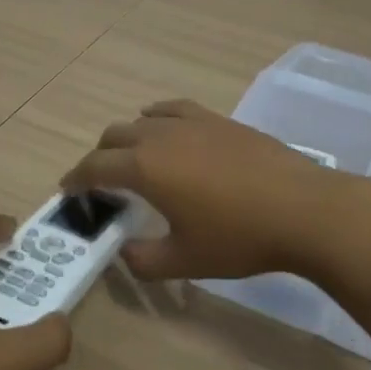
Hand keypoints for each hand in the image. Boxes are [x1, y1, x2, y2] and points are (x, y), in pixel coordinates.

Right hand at [60, 99, 370, 284]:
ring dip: (127, 138)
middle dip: (99, 158)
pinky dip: (157, 117)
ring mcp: (192, 122)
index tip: (67, 189)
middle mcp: (160, 136)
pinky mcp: (219, 120)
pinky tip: (164, 127)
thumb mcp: (185, 260)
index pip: (95, 167)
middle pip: (114, 137)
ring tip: (132, 158)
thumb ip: (143, 260)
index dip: (76, 178)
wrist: (303, 209)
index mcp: (145, 168)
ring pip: (143, 120)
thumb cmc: (239, 237)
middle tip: (101, 183)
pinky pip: (174, 109)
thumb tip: (125, 252)